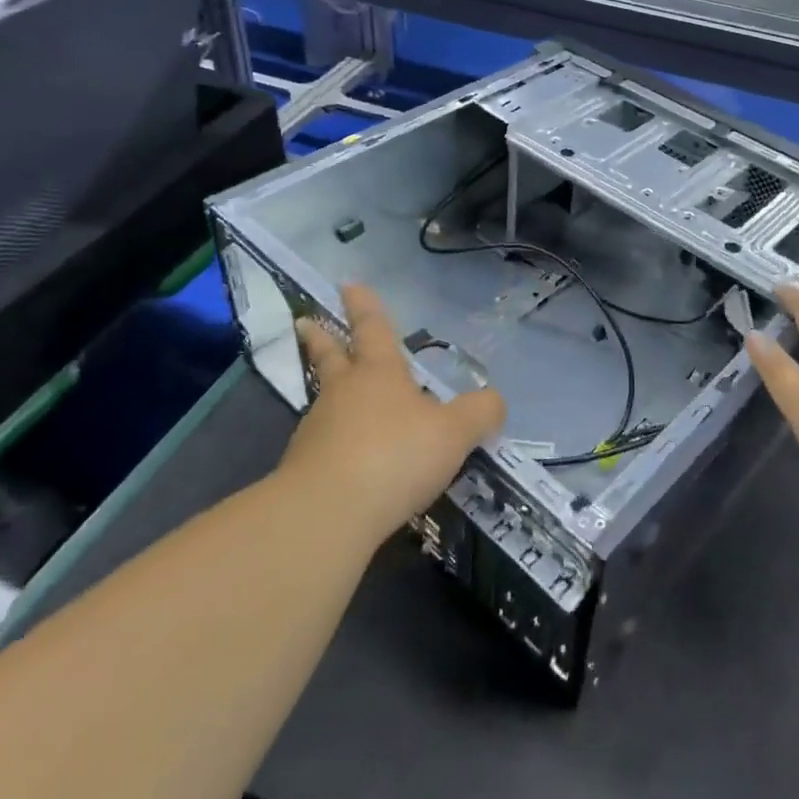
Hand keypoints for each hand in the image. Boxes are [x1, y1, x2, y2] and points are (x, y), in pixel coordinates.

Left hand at [281, 285, 505, 546]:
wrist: (326, 515)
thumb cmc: (394, 456)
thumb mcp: (453, 433)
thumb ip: (479, 414)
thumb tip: (495, 400)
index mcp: (379, 373)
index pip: (373, 328)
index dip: (364, 305)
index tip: (348, 284)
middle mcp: (343, 393)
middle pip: (331, 357)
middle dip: (322, 338)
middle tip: (305, 321)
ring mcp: (317, 430)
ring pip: (324, 400)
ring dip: (329, 393)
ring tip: (337, 398)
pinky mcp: (303, 469)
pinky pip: (323, 444)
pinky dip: (332, 442)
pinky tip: (345, 458)